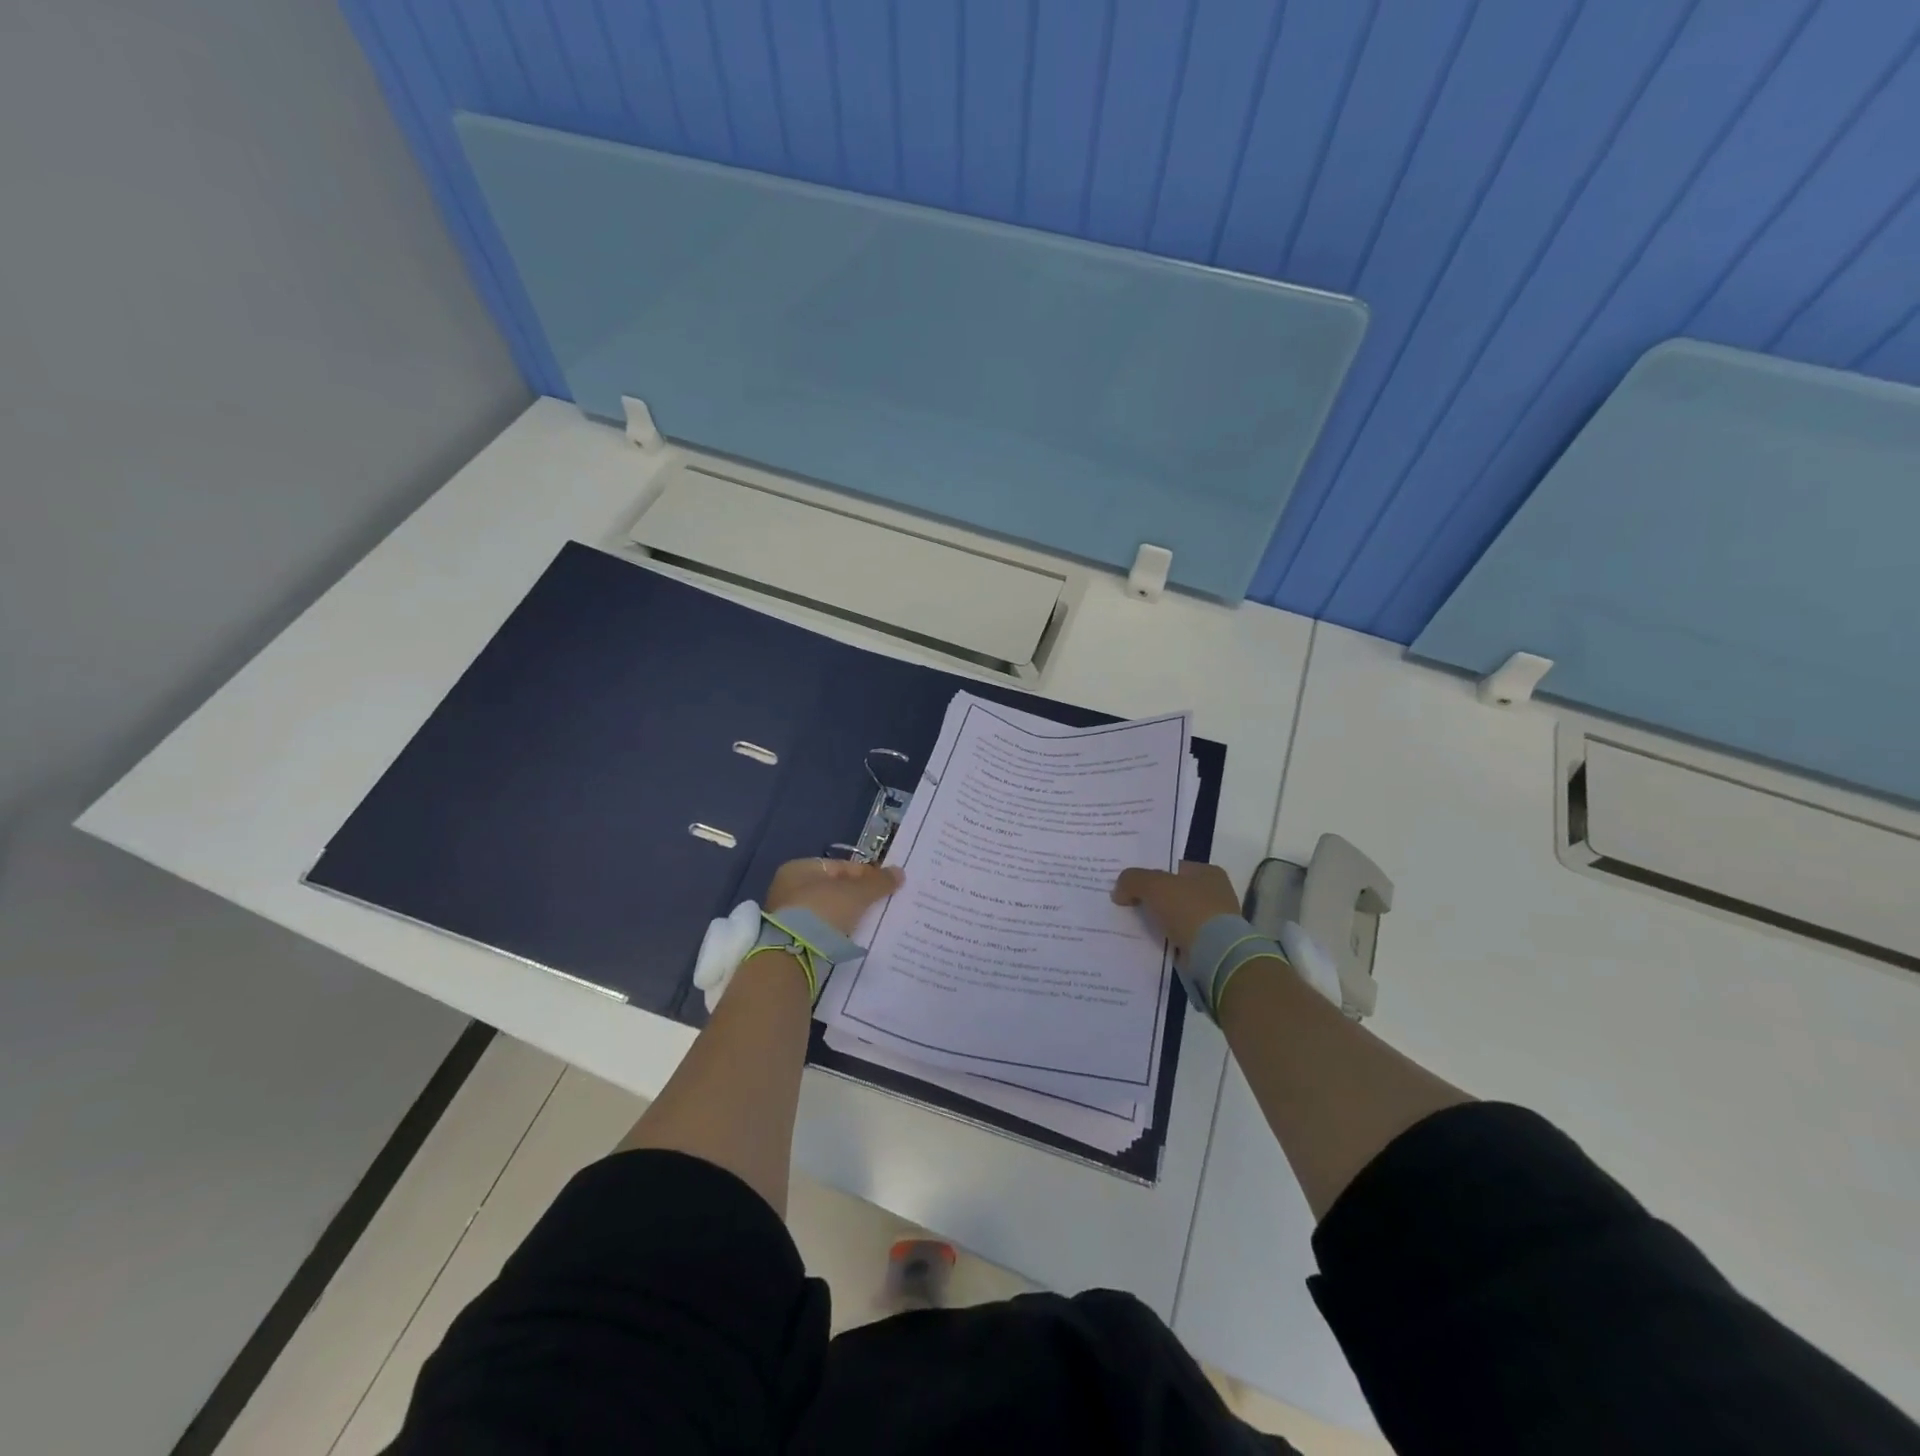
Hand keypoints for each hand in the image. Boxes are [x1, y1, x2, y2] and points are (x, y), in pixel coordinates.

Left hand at [766, 857, 904, 935]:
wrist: (794, 954)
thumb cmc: (824, 911)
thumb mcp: (857, 893)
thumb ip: (879, 882)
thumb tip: (900, 872)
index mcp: (799, 869)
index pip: (840, 866)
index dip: (866, 874)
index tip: (885, 886)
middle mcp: (788, 889)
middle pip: (833, 889)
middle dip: (857, 897)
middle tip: (881, 905)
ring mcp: (787, 916)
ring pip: (828, 912)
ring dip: (847, 916)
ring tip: (870, 924)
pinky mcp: (791, 941)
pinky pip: (821, 932)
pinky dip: (837, 934)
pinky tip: (853, 939)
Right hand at [1112, 861, 1240, 964]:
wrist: (1214, 954)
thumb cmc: (1188, 909)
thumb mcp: (1153, 885)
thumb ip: (1132, 880)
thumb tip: (1118, 891)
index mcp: (1207, 873)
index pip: (1172, 868)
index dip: (1148, 873)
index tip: (1127, 883)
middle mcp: (1214, 894)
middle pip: (1172, 892)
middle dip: (1150, 898)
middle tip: (1124, 902)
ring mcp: (1212, 922)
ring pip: (1173, 916)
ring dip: (1156, 921)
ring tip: (1129, 924)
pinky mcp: (1207, 946)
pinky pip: (1177, 938)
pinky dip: (1163, 940)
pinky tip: (1144, 941)